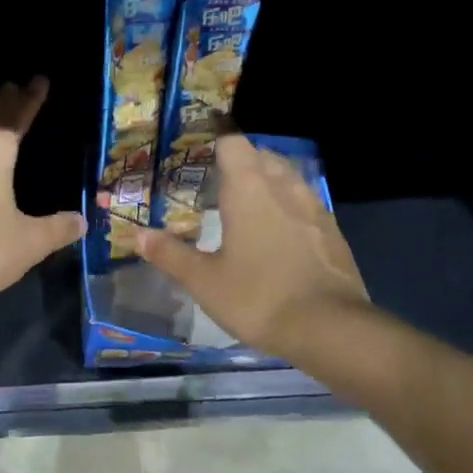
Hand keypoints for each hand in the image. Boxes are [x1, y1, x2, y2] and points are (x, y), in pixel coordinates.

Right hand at [137, 134, 369, 361]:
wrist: (328, 328)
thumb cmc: (257, 297)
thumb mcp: (203, 281)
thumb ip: (170, 254)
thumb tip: (138, 235)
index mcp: (249, 189)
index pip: (233, 144)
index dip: (214, 148)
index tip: (198, 164)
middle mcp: (284, 187)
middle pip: (262, 156)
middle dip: (241, 166)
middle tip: (217, 189)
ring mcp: (314, 207)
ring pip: (288, 178)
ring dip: (267, 185)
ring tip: (247, 210)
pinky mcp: (333, 231)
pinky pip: (305, 204)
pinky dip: (288, 209)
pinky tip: (278, 237)